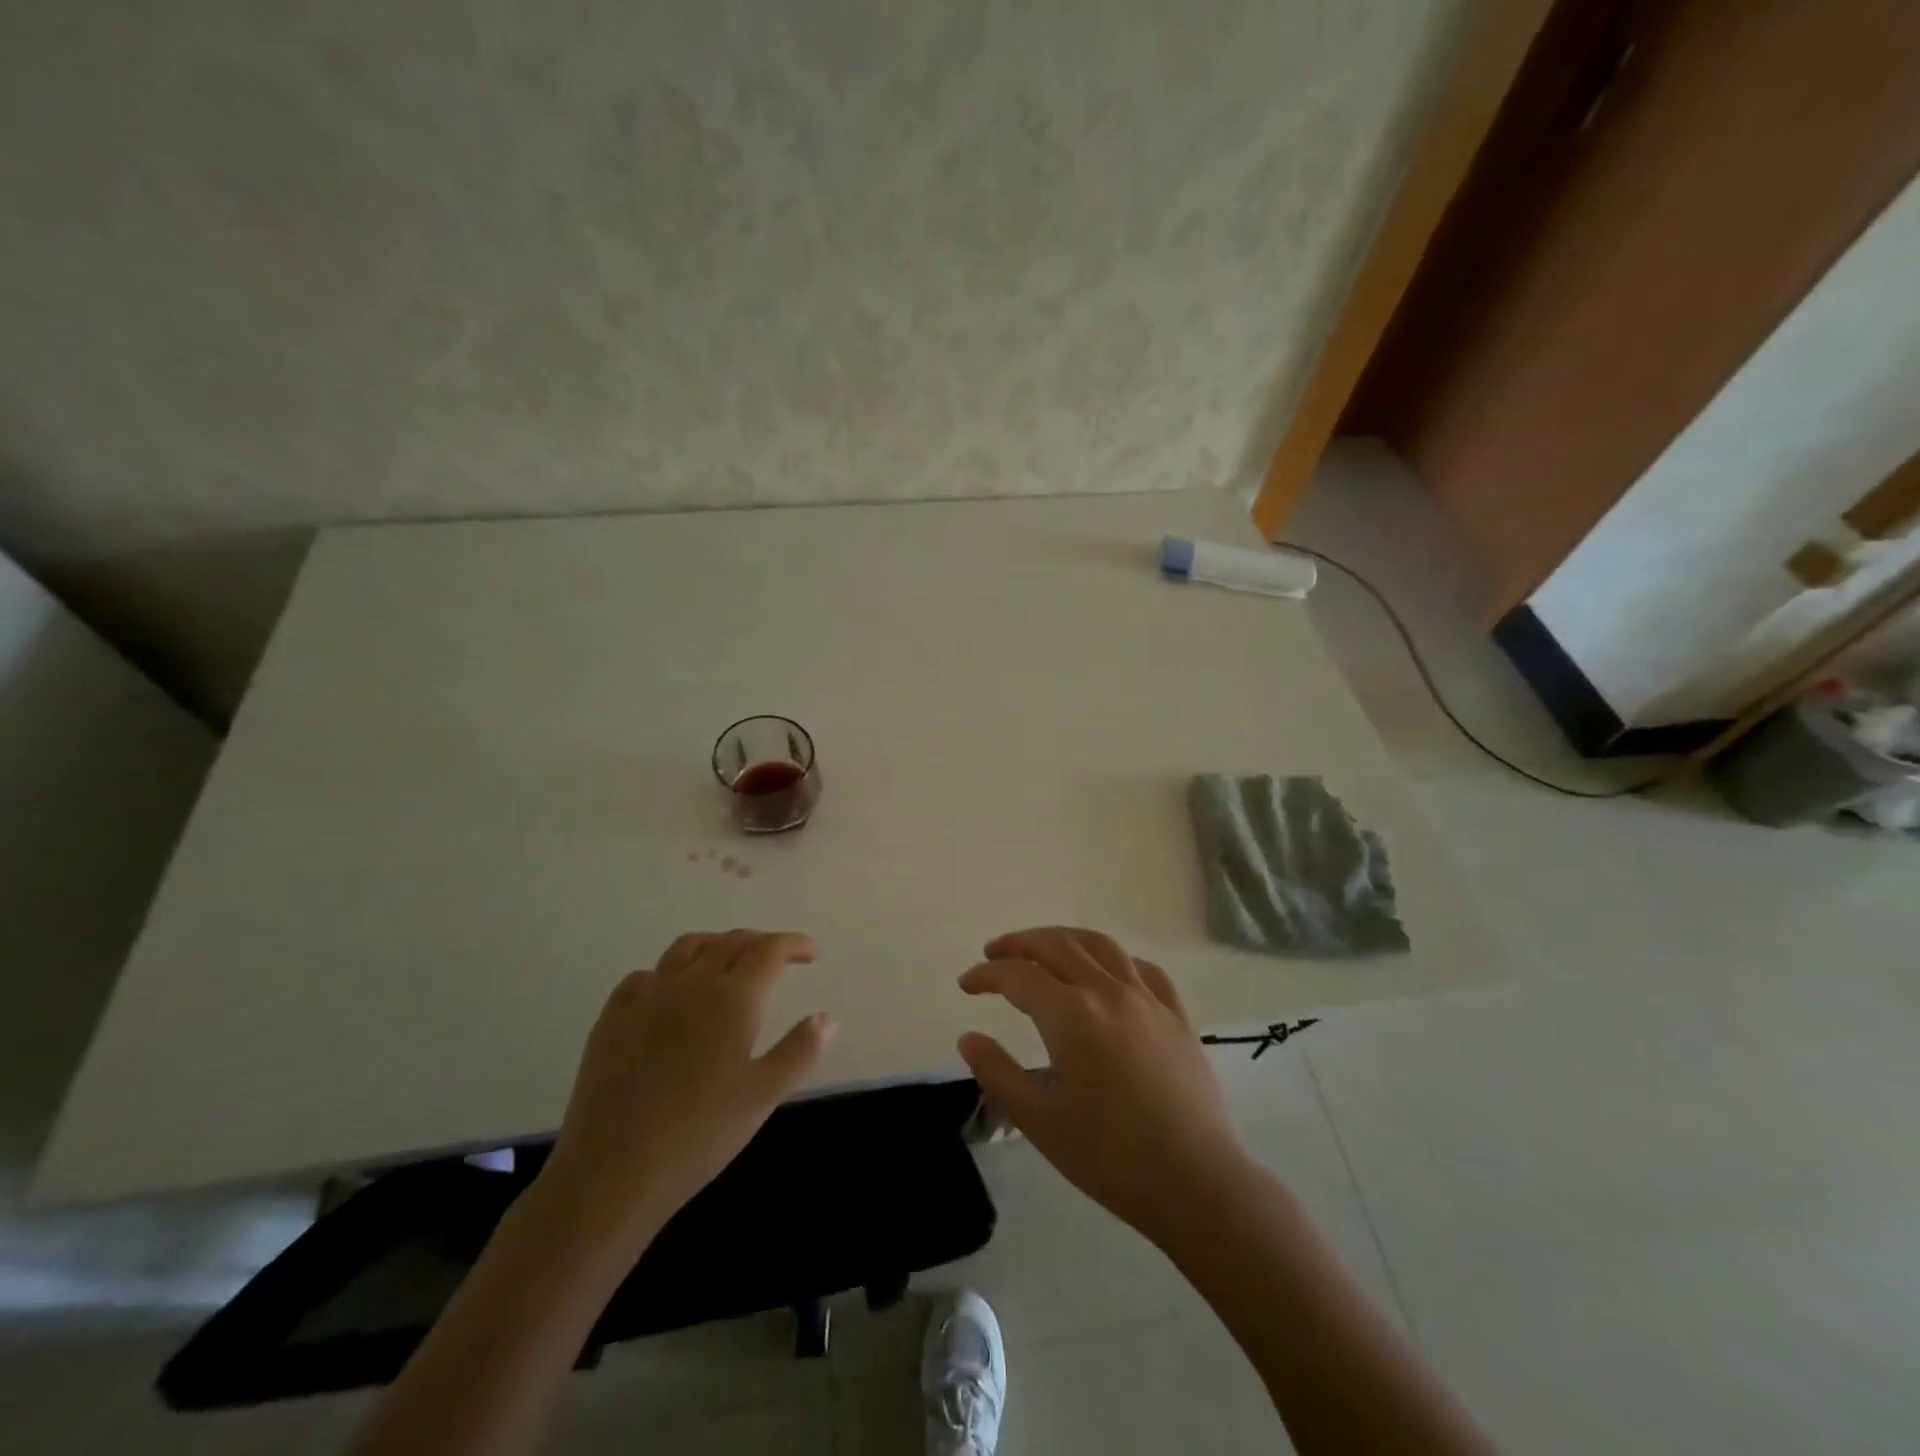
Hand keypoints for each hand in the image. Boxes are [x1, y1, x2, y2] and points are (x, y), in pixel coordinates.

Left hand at [535, 930, 832, 1259]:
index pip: (769, 950)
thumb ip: (800, 1051)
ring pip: (687, 947)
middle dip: (761, 943)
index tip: (811, 953)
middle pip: (731, 942)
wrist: (613, 1170)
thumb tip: (827, 1018)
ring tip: (729, 963)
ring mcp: (647, 996)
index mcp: (732, 998)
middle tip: (779, 960)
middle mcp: (690, 983)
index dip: (794, 944)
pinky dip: (670, 973)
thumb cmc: (699, 1134)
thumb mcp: (763, 1096)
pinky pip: (646, 975)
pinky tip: (672, 995)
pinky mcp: (613, 1017)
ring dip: (717, 946)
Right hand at [957, 927, 1252, 1247]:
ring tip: (1043, 947)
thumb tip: (968, 1037)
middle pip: (1056, 945)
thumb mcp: (1040, 1122)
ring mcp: (1147, 998)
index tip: (966, 984)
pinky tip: (1106, 973)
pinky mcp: (1177, 1014)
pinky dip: (1114, 959)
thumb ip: (998, 1073)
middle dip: (1018, 943)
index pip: (1018, 976)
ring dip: (1064, 938)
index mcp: (1071, 1016)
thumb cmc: (1110, 1157)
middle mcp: (1108, 992)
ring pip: (1100, 945)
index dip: (986, 974)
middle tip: (993, 953)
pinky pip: (1143, 968)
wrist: (1197, 1183)